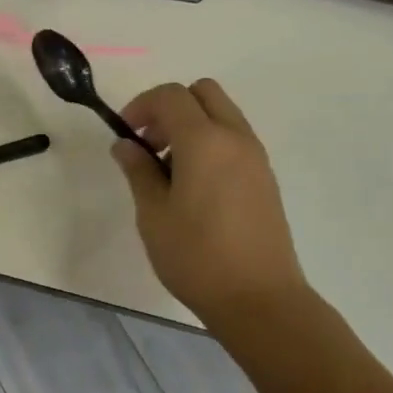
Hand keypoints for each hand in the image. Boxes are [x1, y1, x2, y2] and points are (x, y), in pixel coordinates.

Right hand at [112, 80, 310, 326]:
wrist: (261, 300)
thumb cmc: (197, 257)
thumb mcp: (153, 215)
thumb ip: (138, 171)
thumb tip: (126, 144)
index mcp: (204, 141)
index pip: (171, 95)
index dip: (142, 105)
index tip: (126, 134)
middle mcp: (235, 138)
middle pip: (202, 92)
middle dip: (170, 107)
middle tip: (150, 142)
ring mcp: (256, 156)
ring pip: (222, 113)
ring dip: (192, 124)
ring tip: (169, 168)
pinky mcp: (265, 177)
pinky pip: (235, 138)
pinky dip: (211, 142)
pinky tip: (195, 185)